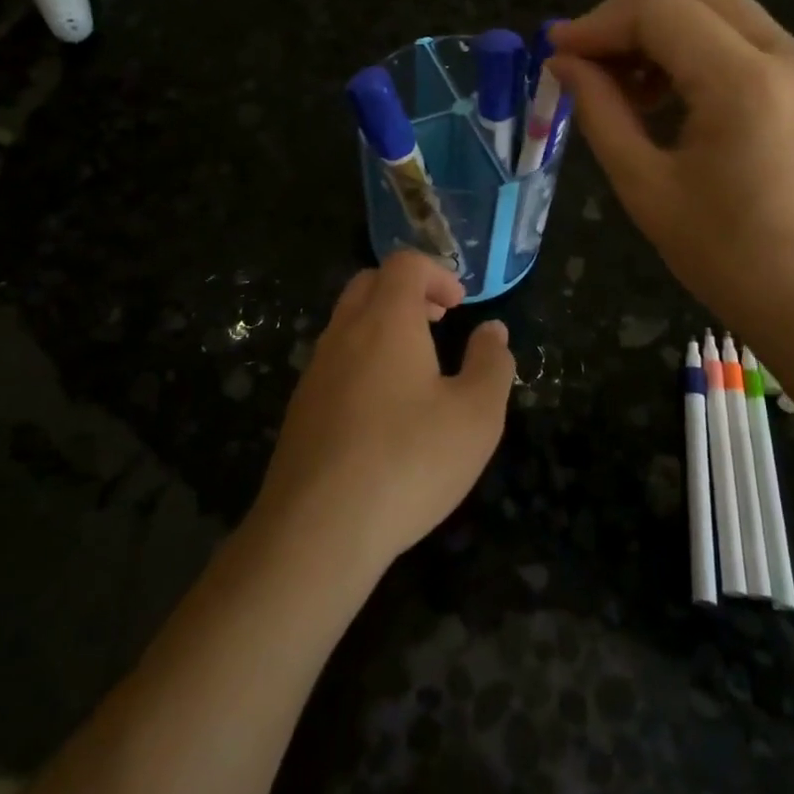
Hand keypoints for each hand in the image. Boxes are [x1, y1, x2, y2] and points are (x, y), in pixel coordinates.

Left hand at [252, 252, 515, 576]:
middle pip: (370, 283)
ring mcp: (315, 370)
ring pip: (347, 322)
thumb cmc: (408, 462)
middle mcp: (344, 333)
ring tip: (416, 367)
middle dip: (407, 292)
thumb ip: (491, 364)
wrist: (318, 529)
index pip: (404, 263)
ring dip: (382, 325)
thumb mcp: (476, 416)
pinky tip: (382, 410)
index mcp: (386, 320)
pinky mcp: (301, 407)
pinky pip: (334, 360)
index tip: (460, 306)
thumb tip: (493, 331)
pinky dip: (362, 359)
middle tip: (438, 323)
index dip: (437, 273)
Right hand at [548, 0, 793, 372]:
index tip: (557, 55)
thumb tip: (563, 63)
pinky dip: (693, 47)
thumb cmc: (732, 261)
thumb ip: (600, 113)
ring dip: (660, 28)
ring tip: (622, 86)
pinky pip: (741, 37)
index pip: (658, 7)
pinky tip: (665, 97)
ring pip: (719, 6)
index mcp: (744, 82)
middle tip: (587, 61)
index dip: (598, 22)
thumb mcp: (647, 188)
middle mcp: (785, 54)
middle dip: (627, 13)